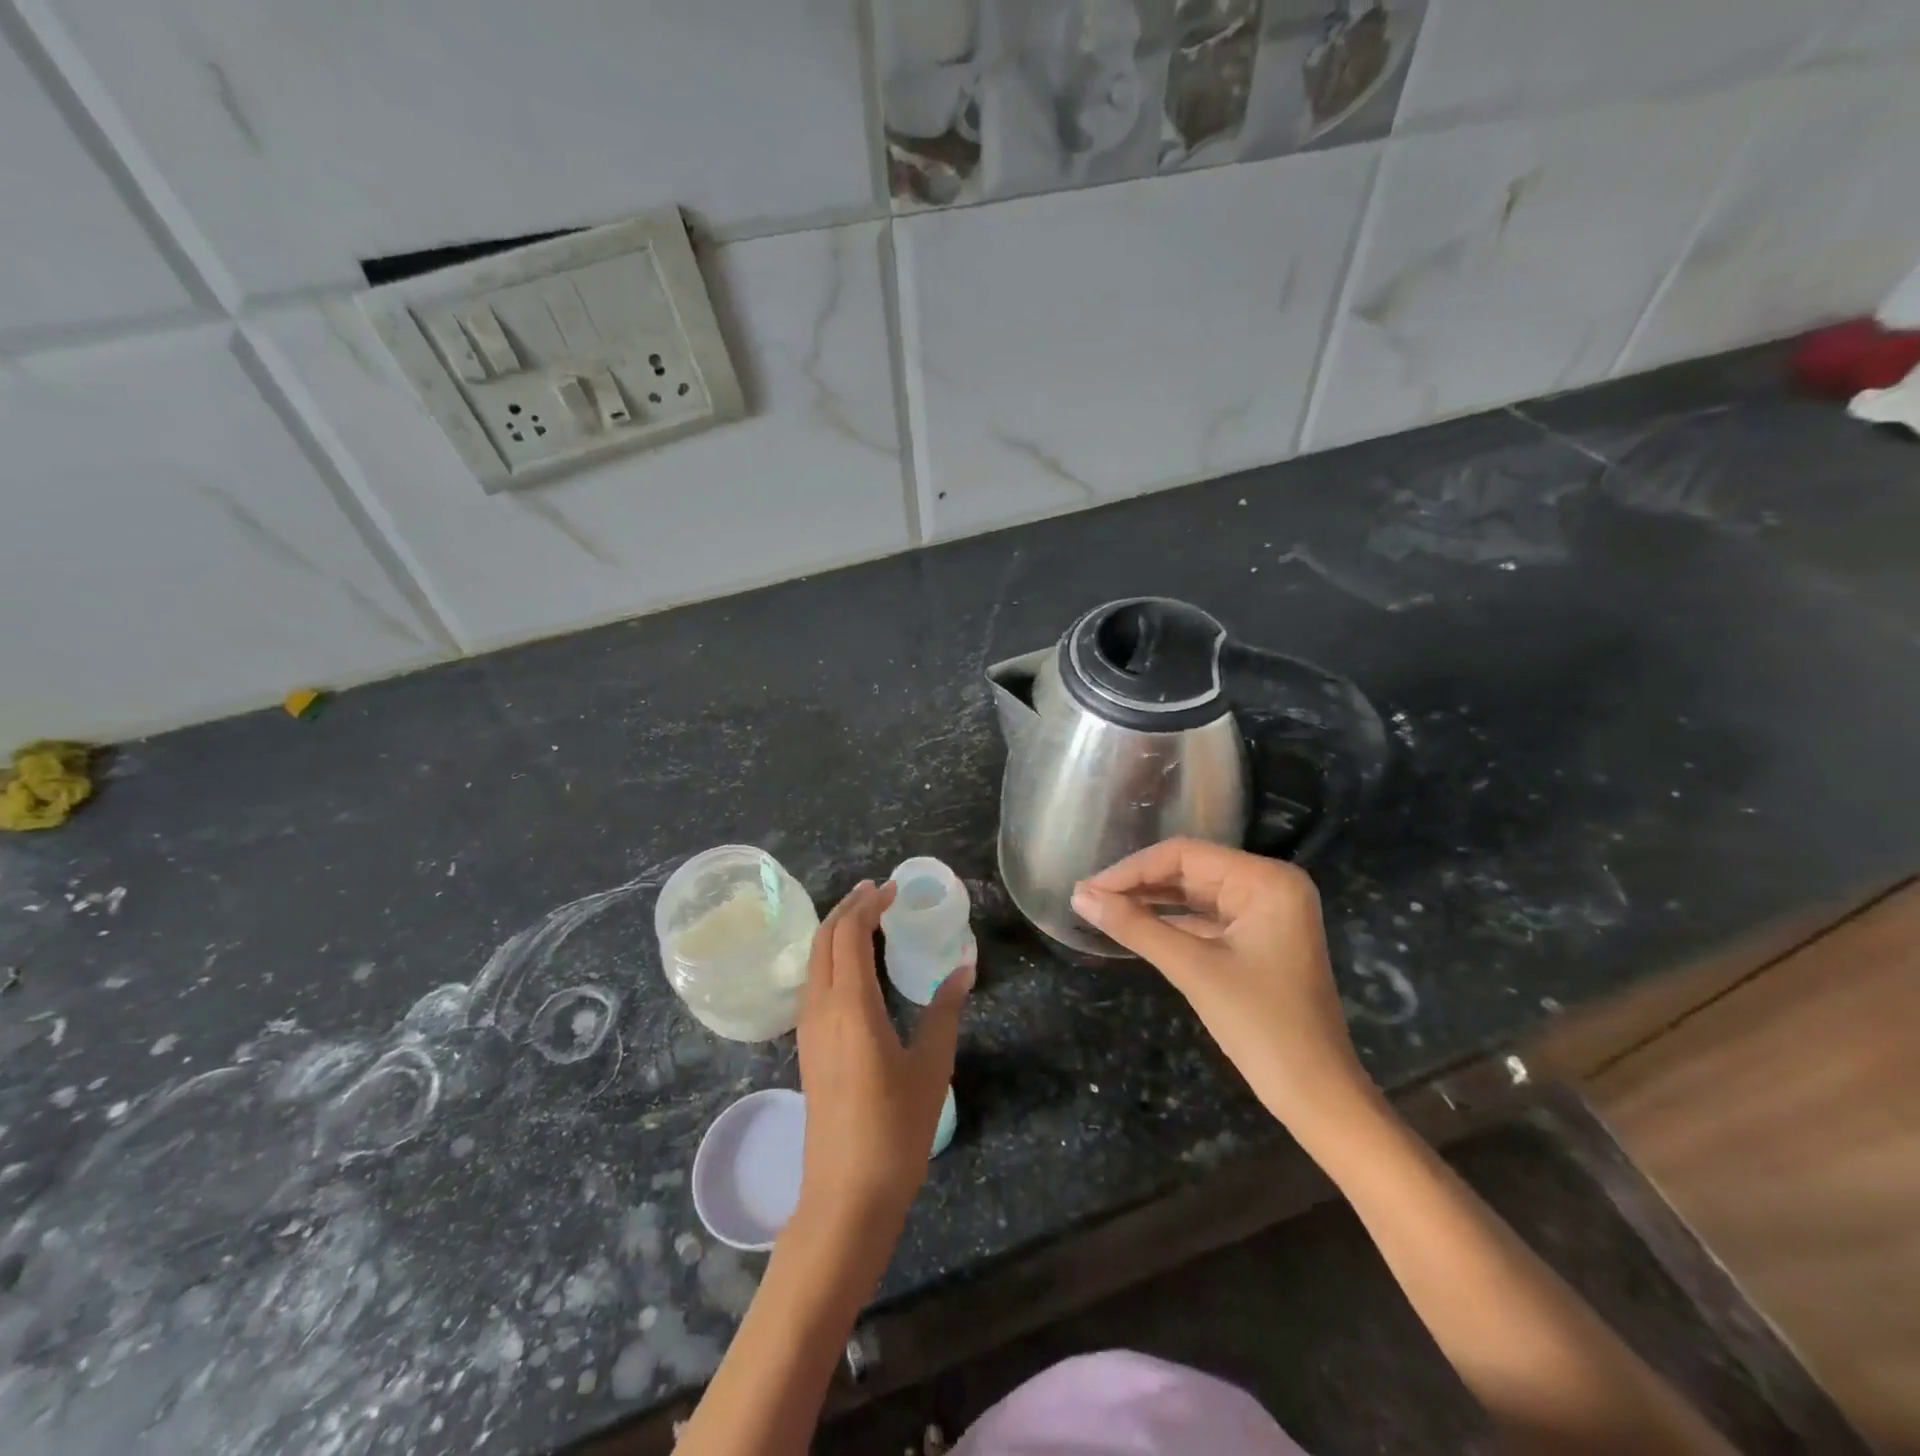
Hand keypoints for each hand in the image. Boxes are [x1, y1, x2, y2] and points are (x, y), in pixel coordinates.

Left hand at [794, 881, 972, 1238]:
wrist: (845, 1196)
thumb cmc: (894, 1129)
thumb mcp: (931, 1066)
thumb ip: (944, 1011)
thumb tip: (962, 967)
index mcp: (851, 1005)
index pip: (849, 934)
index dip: (868, 904)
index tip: (894, 888)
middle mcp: (820, 1008)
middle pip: (824, 939)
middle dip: (848, 908)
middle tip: (879, 892)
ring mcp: (808, 1029)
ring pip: (814, 960)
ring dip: (836, 931)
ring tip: (867, 918)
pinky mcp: (807, 1047)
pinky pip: (813, 983)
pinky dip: (831, 957)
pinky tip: (854, 967)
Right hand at [1072, 839, 1373, 1136]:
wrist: (1317, 1095)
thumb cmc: (1261, 1026)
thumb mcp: (1193, 969)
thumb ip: (1135, 926)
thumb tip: (1078, 895)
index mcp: (1266, 880)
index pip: (1185, 855)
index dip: (1131, 869)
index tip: (1087, 889)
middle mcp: (1269, 885)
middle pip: (1190, 870)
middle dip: (1138, 884)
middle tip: (1087, 899)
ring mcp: (1266, 912)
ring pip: (1194, 894)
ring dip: (1150, 902)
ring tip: (1100, 909)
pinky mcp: (1258, 939)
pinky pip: (1205, 919)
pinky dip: (1170, 923)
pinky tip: (1134, 927)